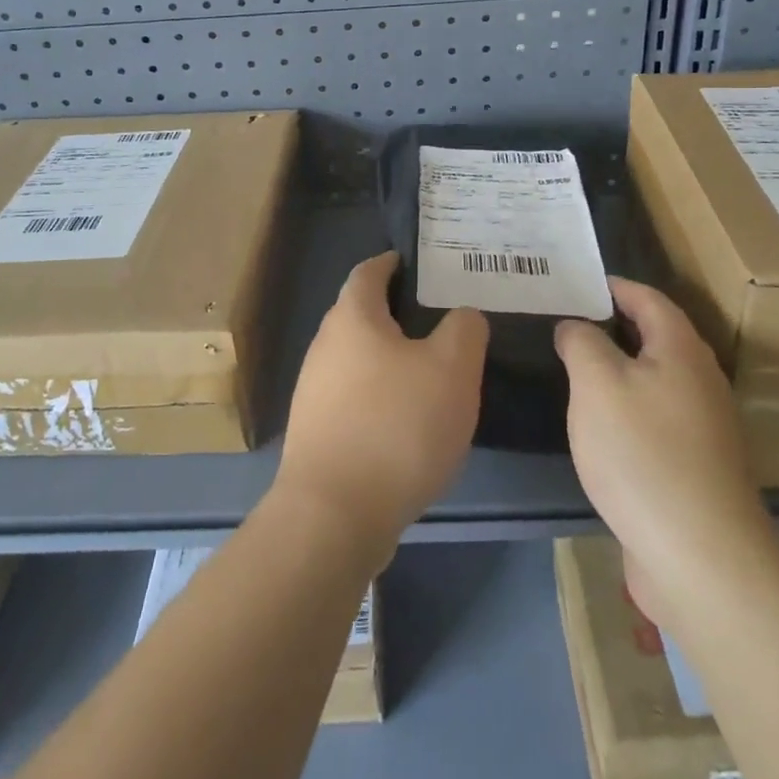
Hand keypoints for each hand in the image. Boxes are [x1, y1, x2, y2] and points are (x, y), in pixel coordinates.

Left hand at [277, 252, 488, 555]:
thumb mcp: (452, 369)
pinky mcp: (315, 432)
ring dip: (390, 359)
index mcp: (353, 318)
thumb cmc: (397, 426)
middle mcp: (325, 346)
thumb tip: (462, 317)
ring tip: (431, 371)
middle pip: (361, 315)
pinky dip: (380, 395)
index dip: (393, 263)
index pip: (369, 271)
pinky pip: (353, 397)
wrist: (334, 515)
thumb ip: (464, 330)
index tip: (420, 264)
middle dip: (397, 313)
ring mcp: (314, 391)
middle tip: (441, 321)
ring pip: (358, 358)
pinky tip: (407, 421)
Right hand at [555, 277, 772, 614]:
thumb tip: (575, 325)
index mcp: (681, 350)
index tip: (577, 282)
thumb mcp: (596, 383)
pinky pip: (656, 417)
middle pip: (656, 337)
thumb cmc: (643, 454)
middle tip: (567, 321)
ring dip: (619, 368)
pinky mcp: (696, 466)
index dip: (613, 286)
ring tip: (575, 368)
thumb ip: (581, 342)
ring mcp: (703, 427)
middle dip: (613, 325)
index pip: (648, 298)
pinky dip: (627, 406)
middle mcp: (700, 380)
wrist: (700, 559)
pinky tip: (600, 424)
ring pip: (655, 379)